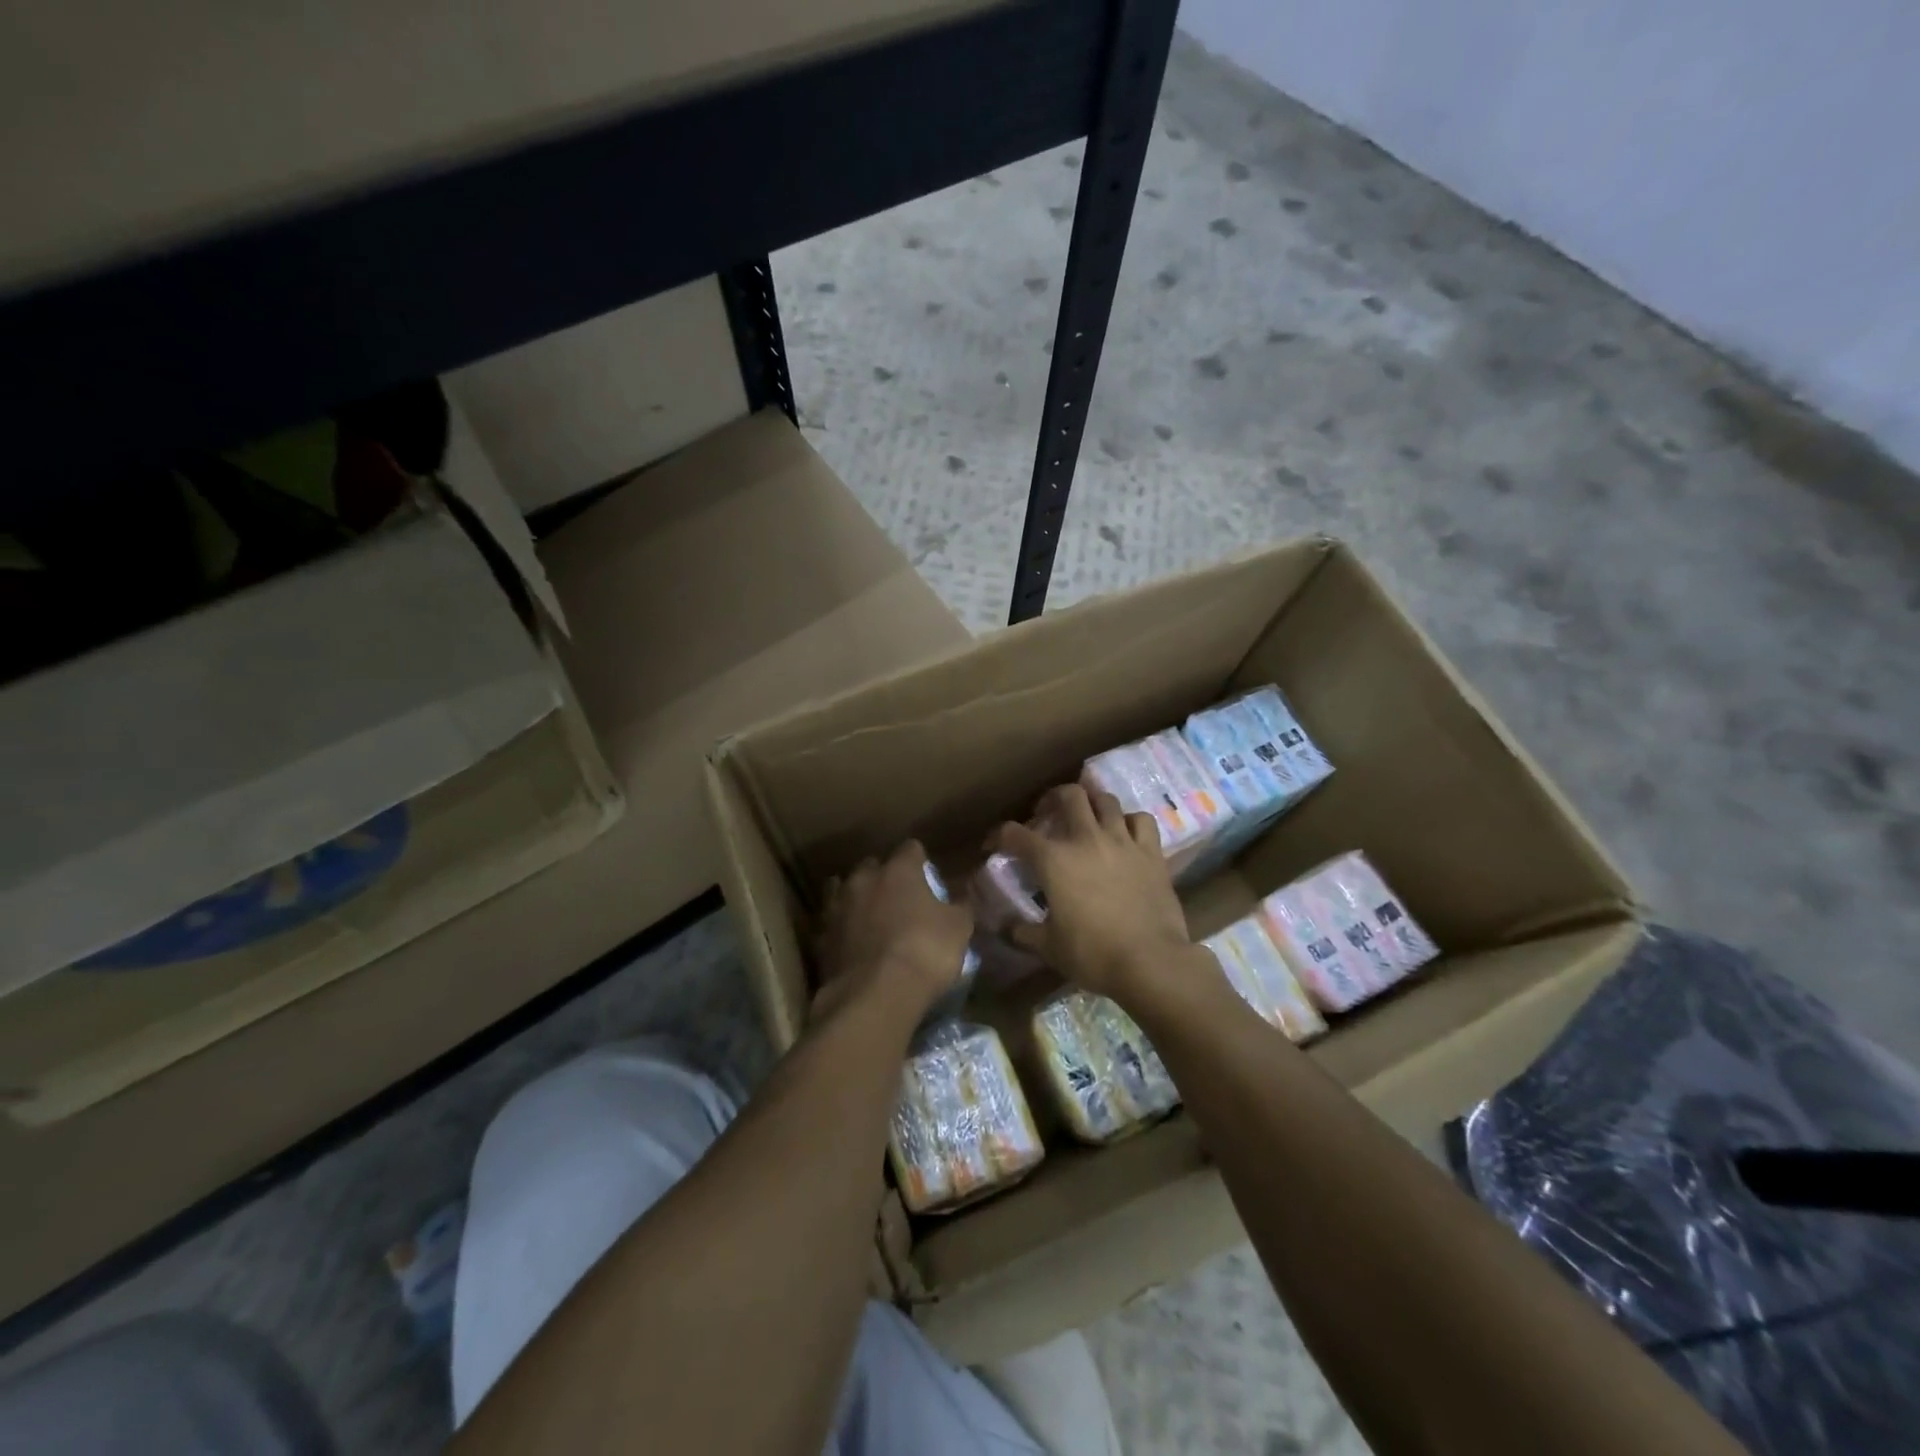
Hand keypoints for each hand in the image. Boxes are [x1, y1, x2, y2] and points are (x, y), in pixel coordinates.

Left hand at [816, 841, 972, 1025]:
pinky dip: (841, 930)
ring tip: (868, 915)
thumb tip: (961, 898)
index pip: (910, 849)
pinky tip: (850, 943)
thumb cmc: (924, 951)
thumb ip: (959, 906)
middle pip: (872, 866)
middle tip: (899, 897)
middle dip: (883, 877)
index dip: (920, 860)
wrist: (875, 995)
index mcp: (898, 870)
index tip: (928, 874)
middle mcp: (863, 880)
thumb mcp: (958, 928)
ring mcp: (837, 908)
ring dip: (856, 899)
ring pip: (842, 890)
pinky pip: (831, 925)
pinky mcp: (820, 939)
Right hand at [989, 784, 1191, 1000]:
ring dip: (1092, 803)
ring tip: (1087, 816)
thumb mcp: (1048, 947)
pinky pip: (1142, 820)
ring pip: (1106, 800)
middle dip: (1053, 799)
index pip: (1015, 834)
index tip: (993, 844)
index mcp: (1053, 860)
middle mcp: (1086, 839)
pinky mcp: (1151, 852)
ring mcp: (1122, 841)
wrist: (1150, 962)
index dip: (998, 835)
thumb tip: (1004, 927)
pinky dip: (1130, 821)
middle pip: (1069, 795)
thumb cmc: (1092, 954)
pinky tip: (1126, 833)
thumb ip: (1023, 931)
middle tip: (1048, 813)